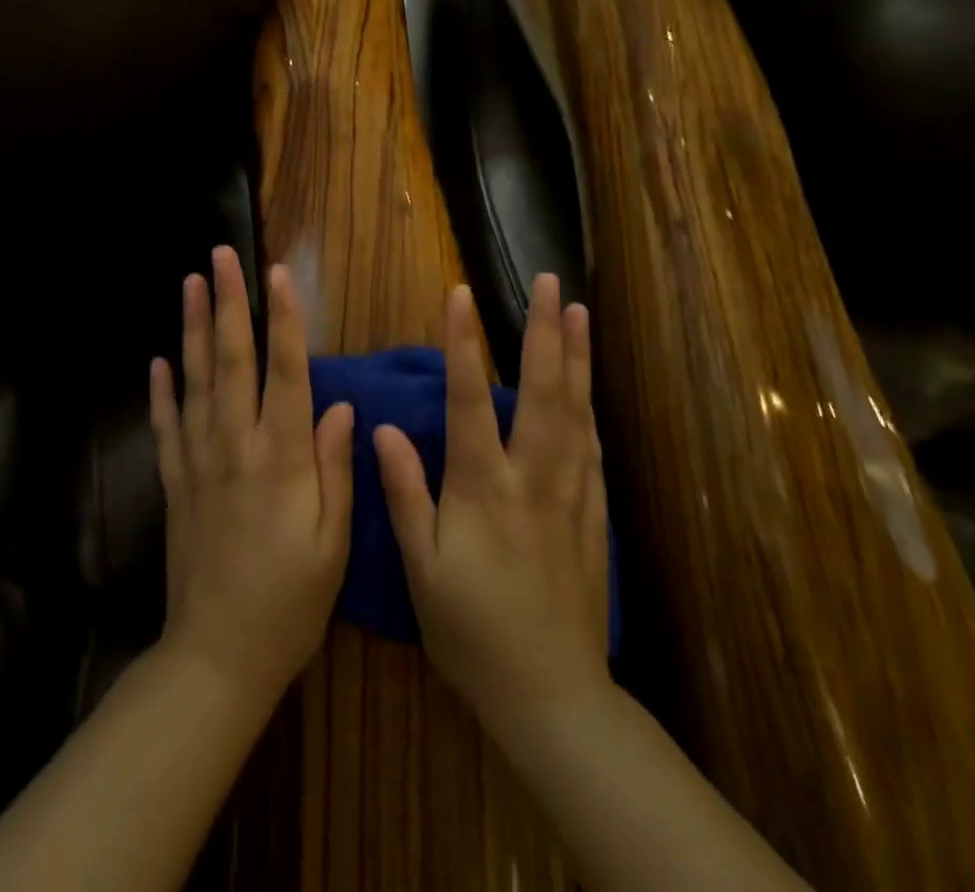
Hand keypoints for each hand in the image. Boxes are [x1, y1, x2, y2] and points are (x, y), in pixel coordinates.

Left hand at [150, 246, 354, 708]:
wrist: (218, 656)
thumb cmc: (290, 601)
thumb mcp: (333, 542)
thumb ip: (335, 468)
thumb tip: (341, 406)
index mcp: (282, 458)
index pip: (285, 372)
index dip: (283, 319)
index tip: (277, 273)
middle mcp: (236, 445)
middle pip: (231, 360)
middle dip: (229, 303)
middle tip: (221, 255)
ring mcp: (198, 461)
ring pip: (195, 380)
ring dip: (193, 328)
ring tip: (191, 283)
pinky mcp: (174, 482)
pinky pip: (165, 425)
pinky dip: (161, 390)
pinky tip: (159, 359)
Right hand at [374, 276, 609, 734]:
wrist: (550, 692)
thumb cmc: (471, 629)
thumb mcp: (420, 567)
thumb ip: (404, 492)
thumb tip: (382, 428)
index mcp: (483, 486)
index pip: (470, 399)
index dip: (463, 343)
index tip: (460, 292)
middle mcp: (532, 476)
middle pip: (541, 390)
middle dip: (543, 331)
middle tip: (548, 282)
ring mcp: (570, 492)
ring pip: (575, 410)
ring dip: (576, 356)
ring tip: (578, 311)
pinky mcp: (592, 513)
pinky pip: (592, 446)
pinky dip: (590, 404)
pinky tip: (589, 384)